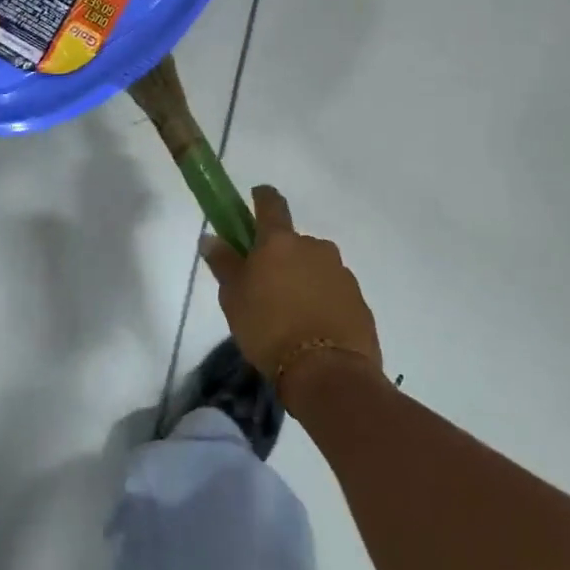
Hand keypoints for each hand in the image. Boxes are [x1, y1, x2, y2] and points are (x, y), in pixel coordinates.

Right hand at [201, 185, 381, 403]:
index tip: (255, 198)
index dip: (262, 197)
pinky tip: (312, 329)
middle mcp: (314, 247)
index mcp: (280, 241)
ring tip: (290, 316)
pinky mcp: (358, 300)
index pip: (271, 203)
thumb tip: (211, 237)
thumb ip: (224, 264)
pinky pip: (332, 292)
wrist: (328, 372)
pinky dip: (321, 302)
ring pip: (314, 268)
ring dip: (302, 280)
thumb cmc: (269, 328)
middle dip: (280, 257)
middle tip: (266, 287)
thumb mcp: (234, 298)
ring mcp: (341, 272)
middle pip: (293, 242)